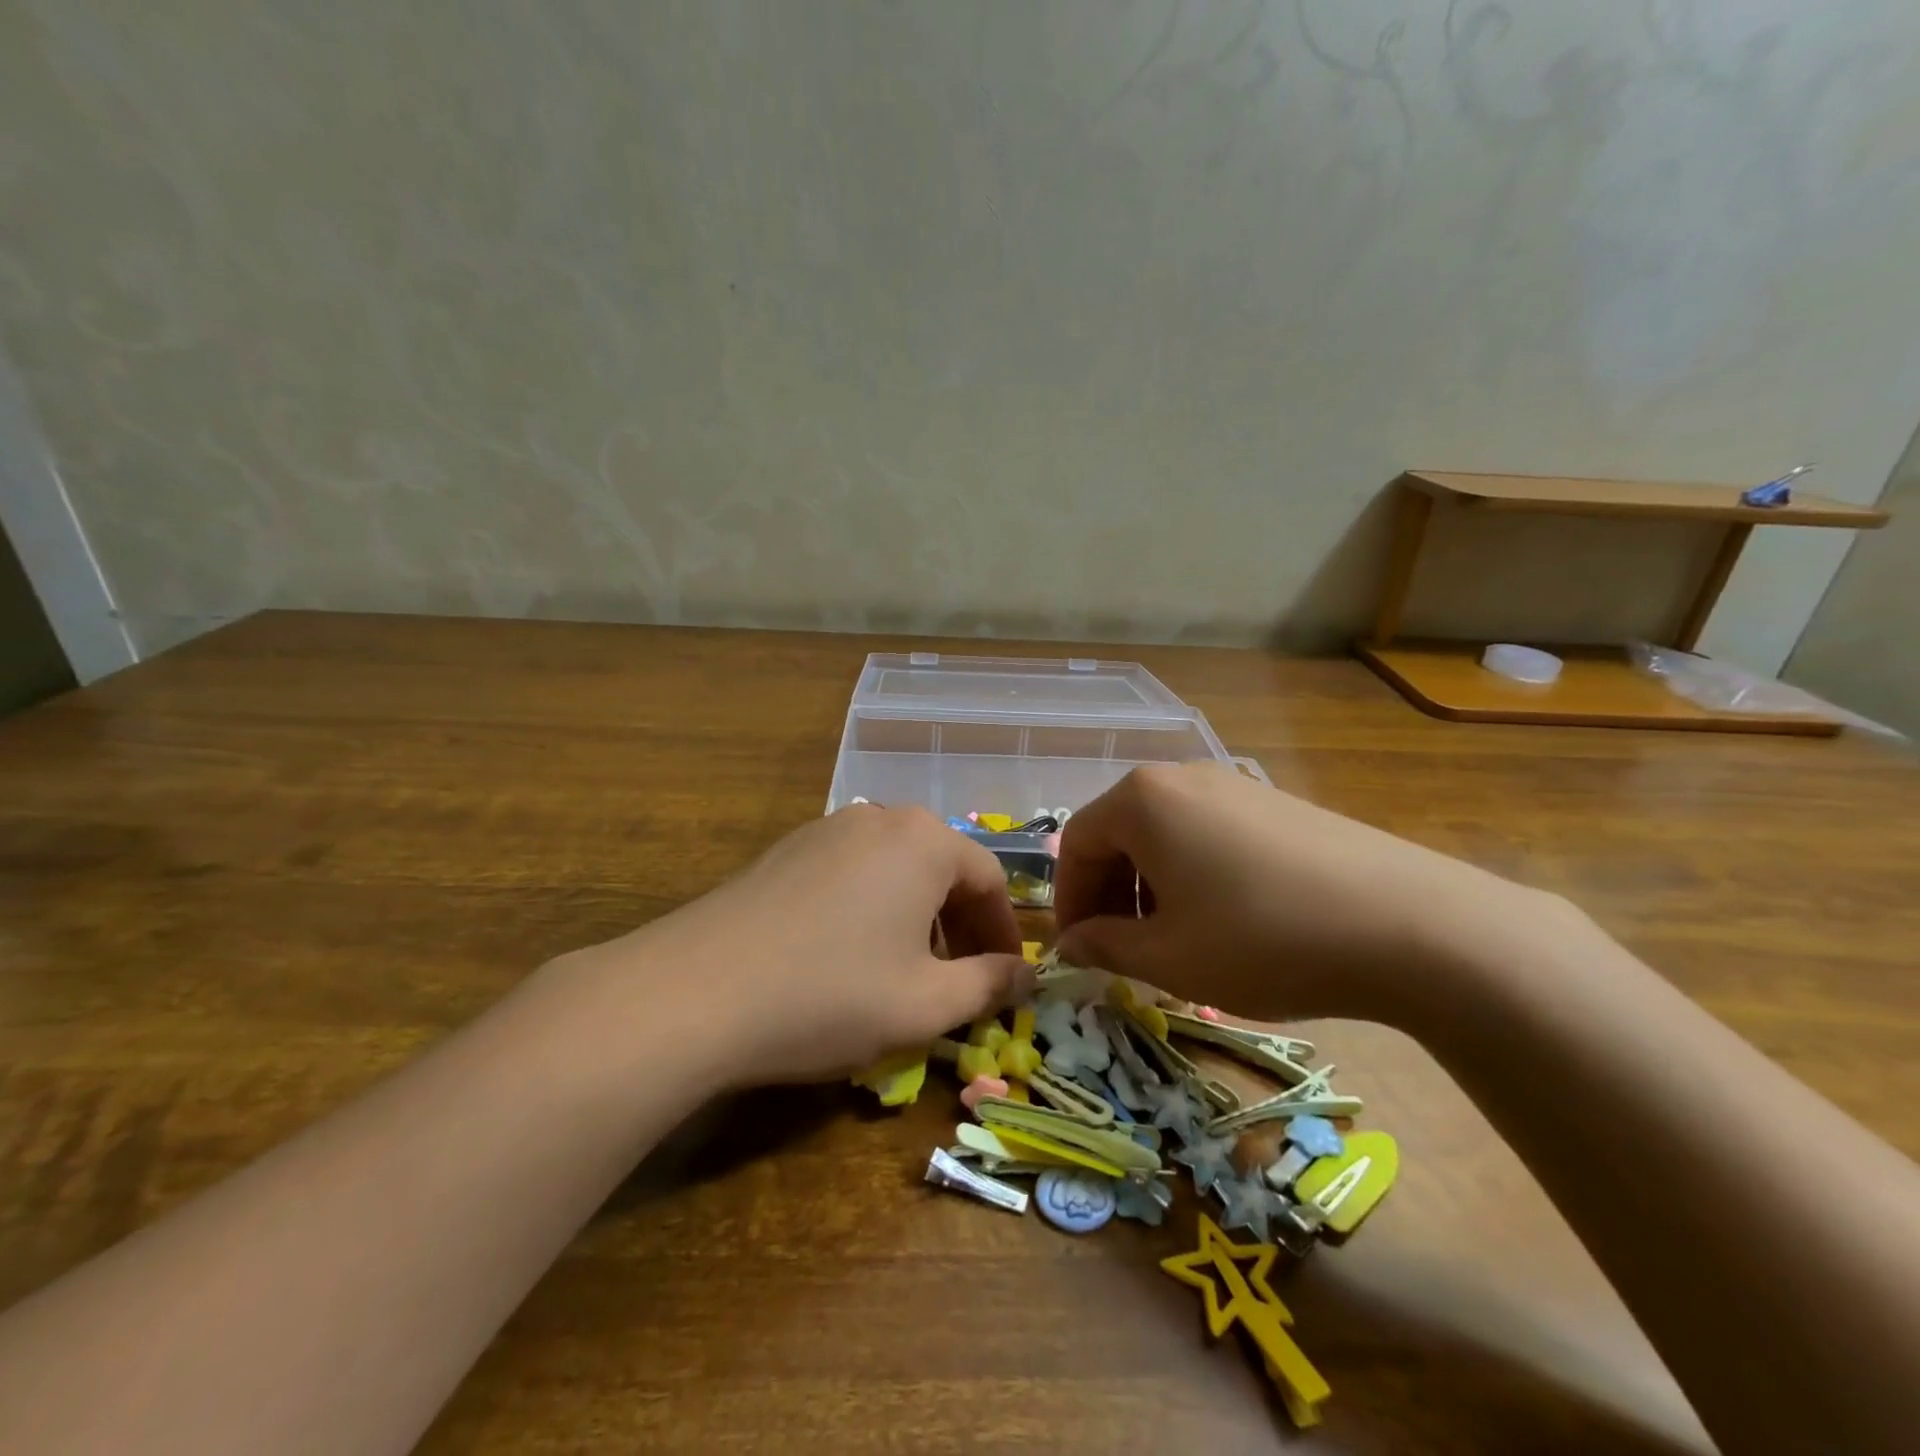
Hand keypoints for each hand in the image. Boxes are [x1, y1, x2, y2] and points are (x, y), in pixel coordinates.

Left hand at [551, 805, 1032, 1087]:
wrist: (695, 991)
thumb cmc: (829, 994)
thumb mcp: (925, 1003)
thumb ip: (988, 985)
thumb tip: (1026, 976)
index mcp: (925, 841)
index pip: (989, 880)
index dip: (1003, 934)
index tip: (1004, 980)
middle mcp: (880, 818)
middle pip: (942, 868)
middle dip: (959, 925)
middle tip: (958, 981)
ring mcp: (827, 828)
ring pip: (896, 869)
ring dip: (916, 917)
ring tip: (905, 971)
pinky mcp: (787, 849)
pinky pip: (853, 872)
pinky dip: (871, 908)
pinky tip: (847, 955)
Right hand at [1052, 763, 1548, 1025]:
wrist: (1409, 925)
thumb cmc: (1261, 938)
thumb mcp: (1169, 957)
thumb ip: (1104, 947)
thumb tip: (1070, 945)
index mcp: (1142, 800)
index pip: (1077, 843)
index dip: (1069, 901)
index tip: (1078, 950)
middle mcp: (1182, 777)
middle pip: (1119, 832)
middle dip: (1109, 893)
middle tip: (1121, 949)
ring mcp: (1235, 785)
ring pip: (1165, 834)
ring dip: (1150, 886)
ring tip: (1173, 939)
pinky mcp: (1277, 803)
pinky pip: (1209, 833)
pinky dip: (1193, 873)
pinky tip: (1226, 919)